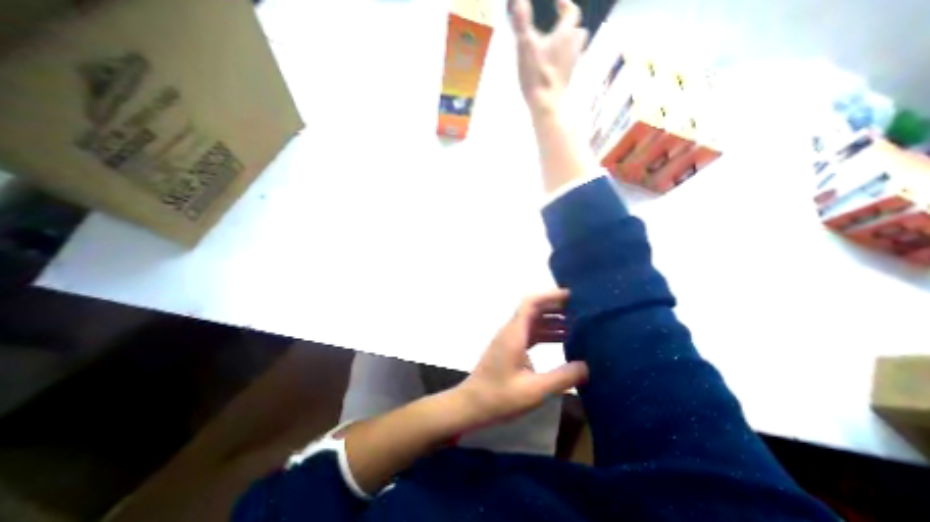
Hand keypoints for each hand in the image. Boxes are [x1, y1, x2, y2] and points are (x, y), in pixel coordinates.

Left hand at [457, 289, 587, 427]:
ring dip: (552, 321)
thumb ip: (562, 377)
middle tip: (581, 310)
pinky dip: (546, 333)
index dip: (550, 296)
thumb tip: (586, 366)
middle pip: (534, 310)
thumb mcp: (535, 390)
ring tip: (577, 324)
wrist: (472, 404)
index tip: (571, 296)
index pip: (531, 303)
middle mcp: (511, 331)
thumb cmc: (500, 397)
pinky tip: (562, 341)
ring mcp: (510, 339)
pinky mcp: (510, 348)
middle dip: (555, 307)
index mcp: (515, 333)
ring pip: (533, 322)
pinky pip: (530, 334)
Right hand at [513, 1, 583, 118]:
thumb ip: (522, 22)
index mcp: (564, 35)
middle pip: (578, 30)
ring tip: (555, 46)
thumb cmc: (536, 75)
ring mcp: (571, 65)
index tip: (556, 2)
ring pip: (575, 48)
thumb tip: (518, 2)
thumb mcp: (525, 46)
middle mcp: (572, 47)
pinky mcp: (567, 80)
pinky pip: (569, 64)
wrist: (545, 104)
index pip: (572, 12)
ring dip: (568, 43)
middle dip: (569, 25)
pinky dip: (563, 60)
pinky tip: (553, 66)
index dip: (565, 4)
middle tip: (557, 26)